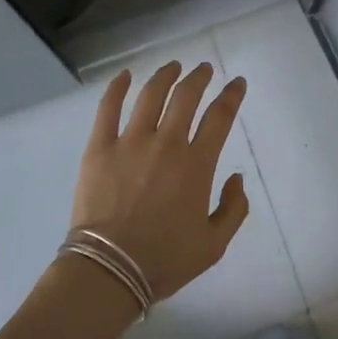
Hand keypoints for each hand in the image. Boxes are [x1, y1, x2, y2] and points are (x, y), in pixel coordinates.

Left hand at [69, 61, 249, 302]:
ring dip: (165, 75)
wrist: (109, 271)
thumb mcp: (214, 245)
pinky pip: (108, 108)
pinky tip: (125, 75)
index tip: (237, 83)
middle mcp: (167, 143)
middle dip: (199, 77)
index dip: (232, 95)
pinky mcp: (100, 147)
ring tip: (173, 67)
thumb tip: (236, 177)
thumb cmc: (164, 260)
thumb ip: (234, 208)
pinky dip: (117, 88)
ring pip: (151, 94)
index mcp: (197, 164)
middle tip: (204, 69)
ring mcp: (130, 142)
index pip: (220, 117)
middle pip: (186, 96)